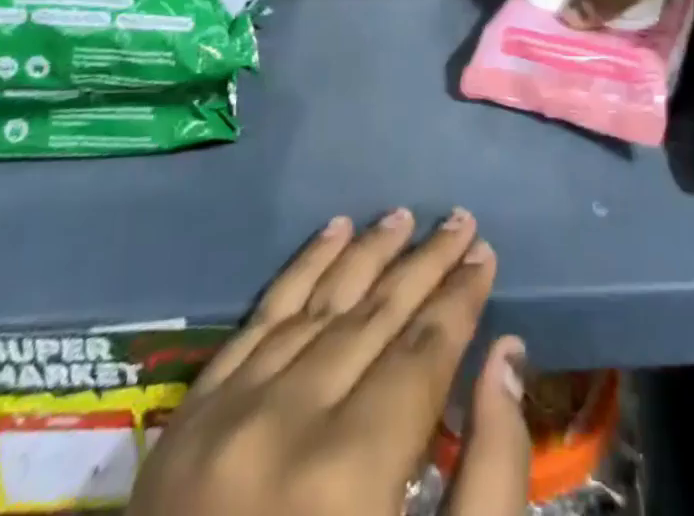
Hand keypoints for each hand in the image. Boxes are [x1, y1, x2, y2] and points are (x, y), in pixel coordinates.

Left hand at [131, 210, 529, 515]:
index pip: (422, 351)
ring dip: (365, 253)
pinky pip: (257, 319)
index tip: (485, 252)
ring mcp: (228, 415)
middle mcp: (287, 422)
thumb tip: (505, 358)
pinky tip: (330, 232)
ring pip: (317, 302)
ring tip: (402, 216)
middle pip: (374, 315)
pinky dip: (299, 269)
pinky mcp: (188, 420)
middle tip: (458, 219)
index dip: (460, 297)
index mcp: (349, 475)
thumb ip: (487, 476)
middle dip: (424, 263)